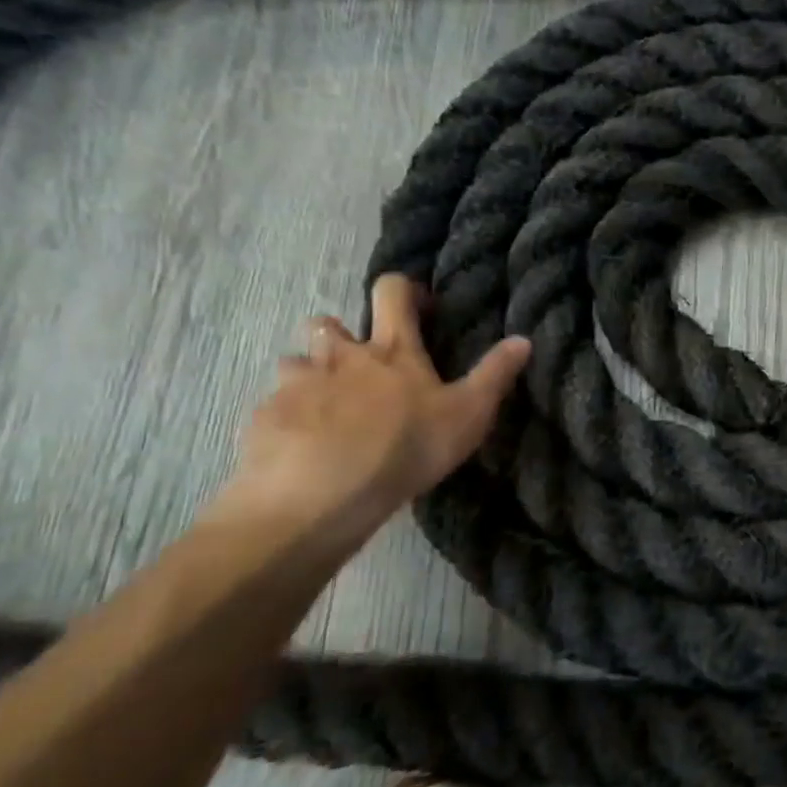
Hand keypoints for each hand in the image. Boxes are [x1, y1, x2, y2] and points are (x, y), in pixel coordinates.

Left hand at [211, 274, 528, 556]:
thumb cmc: (405, 448)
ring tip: (325, 410)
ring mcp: (294, 385)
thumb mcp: (468, 414)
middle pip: (327, 324)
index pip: (392, 291)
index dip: (404, 290)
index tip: (418, 308)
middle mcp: (338, 356)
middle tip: (358, 368)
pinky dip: (287, 418)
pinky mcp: (263, 419)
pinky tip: (301, 448)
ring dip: (308, 377)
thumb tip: (523, 338)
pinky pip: (272, 408)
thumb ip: (495, 374)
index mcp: (390, 349)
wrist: (318, 497)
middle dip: (340, 336)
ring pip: (293, 364)